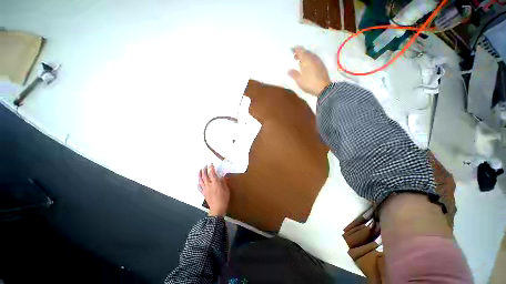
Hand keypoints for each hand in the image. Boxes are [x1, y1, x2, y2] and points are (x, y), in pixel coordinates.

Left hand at [199, 164, 229, 216]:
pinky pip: (199, 187)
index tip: (211, 163)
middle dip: (204, 170)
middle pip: (205, 176)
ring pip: (201, 180)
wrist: (217, 209)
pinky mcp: (203, 193)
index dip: (211, 168)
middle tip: (204, 166)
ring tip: (200, 170)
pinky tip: (198, 182)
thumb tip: (222, 176)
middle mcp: (209, 185)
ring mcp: (205, 189)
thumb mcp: (226, 189)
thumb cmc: (224, 199)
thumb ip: (223, 182)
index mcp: (215, 183)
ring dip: (200, 175)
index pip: (212, 173)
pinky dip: (198, 183)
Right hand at [288, 46, 330, 96]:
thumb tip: (288, 70)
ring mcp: (318, 61)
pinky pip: (314, 59)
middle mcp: (313, 58)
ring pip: (311, 55)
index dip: (295, 49)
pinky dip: (310, 59)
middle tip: (295, 57)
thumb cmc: (309, 83)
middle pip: (306, 52)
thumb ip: (293, 74)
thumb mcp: (299, 80)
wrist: (323, 88)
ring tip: (300, 61)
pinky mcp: (322, 65)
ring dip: (305, 56)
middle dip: (300, 53)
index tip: (291, 50)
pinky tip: (307, 65)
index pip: (300, 50)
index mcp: (306, 59)